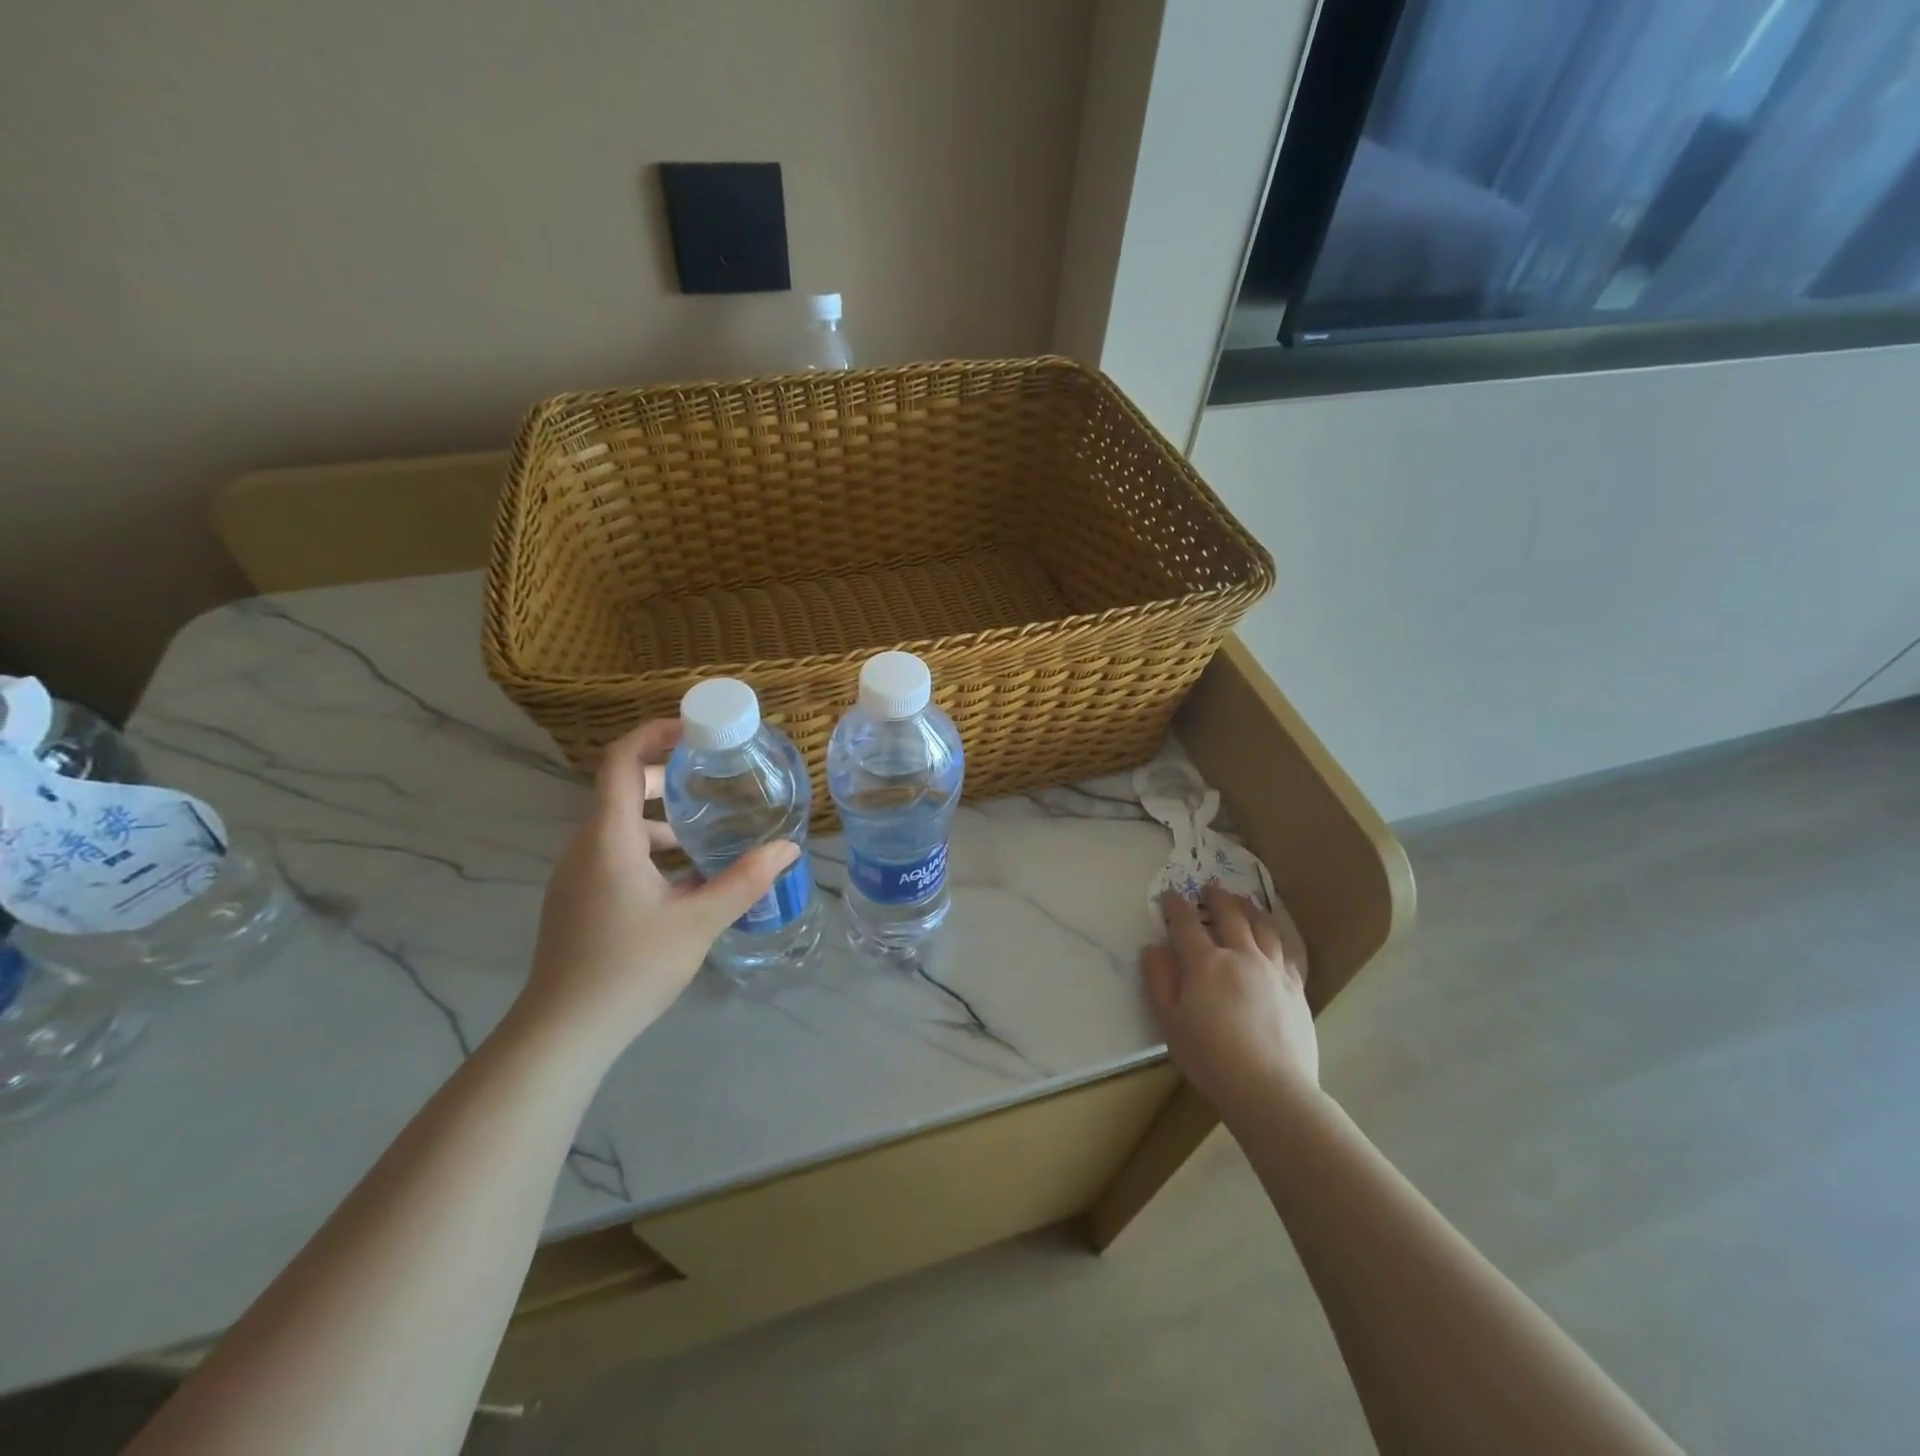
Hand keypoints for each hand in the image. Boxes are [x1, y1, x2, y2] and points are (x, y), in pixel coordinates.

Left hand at [516, 720, 798, 1054]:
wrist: (564, 1032)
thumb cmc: (629, 968)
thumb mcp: (698, 922)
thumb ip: (745, 881)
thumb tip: (788, 848)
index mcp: (609, 838)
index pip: (621, 761)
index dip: (653, 734)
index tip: (695, 728)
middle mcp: (587, 846)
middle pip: (624, 789)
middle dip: (670, 777)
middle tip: (716, 778)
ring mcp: (578, 874)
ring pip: (622, 825)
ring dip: (664, 818)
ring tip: (709, 831)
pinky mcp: (579, 898)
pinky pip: (617, 853)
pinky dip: (652, 848)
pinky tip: (688, 878)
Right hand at [1143, 883, 1318, 1118]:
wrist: (1270, 1089)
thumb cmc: (1210, 1058)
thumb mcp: (1169, 1022)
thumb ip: (1159, 980)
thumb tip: (1155, 947)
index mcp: (1206, 963)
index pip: (1187, 923)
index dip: (1177, 906)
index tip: (1171, 894)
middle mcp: (1241, 956)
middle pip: (1229, 915)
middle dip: (1217, 898)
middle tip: (1210, 887)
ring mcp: (1273, 970)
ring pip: (1262, 926)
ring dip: (1250, 908)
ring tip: (1243, 900)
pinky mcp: (1296, 987)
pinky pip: (1288, 949)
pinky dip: (1278, 932)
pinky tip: (1275, 932)